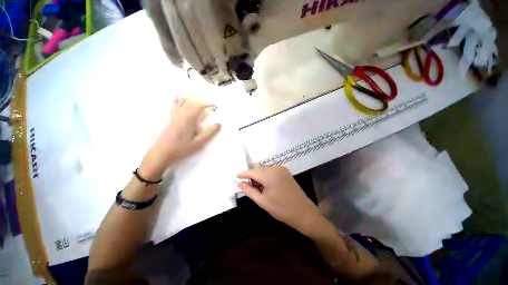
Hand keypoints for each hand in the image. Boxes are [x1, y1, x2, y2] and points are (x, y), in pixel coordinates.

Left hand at [139, 98, 220, 179]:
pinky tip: (178, 98)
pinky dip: (178, 100)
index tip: (213, 106)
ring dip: (190, 99)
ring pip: (182, 101)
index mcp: (189, 118)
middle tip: (207, 105)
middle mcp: (181, 114)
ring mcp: (174, 115)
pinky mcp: (170, 118)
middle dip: (200, 101)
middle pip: (191, 101)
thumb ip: (209, 133)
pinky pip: (174, 105)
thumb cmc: (182, 148)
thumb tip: (219, 124)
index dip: (206, 104)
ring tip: (196, 100)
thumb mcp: (199, 142)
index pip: (199, 106)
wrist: (162, 152)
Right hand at [237, 166, 324, 236]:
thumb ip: (249, 191)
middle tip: (247, 185)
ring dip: (259, 174)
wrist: (303, 212)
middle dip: (251, 175)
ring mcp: (281, 169)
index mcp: (269, 175)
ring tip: (257, 186)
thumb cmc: (281, 209)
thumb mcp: (262, 201)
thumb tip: (239, 184)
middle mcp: (275, 168)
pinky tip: (266, 184)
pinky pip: (271, 169)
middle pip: (258, 168)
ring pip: (264, 168)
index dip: (243, 173)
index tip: (236, 176)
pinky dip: (266, 174)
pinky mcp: (285, 171)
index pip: (252, 171)